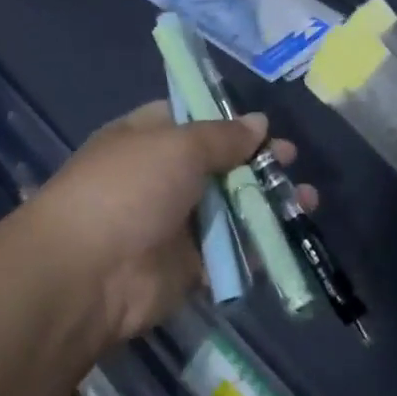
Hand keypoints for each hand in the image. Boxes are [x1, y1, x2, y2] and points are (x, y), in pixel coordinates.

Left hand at [23, 101, 314, 343]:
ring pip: (232, 209)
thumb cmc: (129, 190)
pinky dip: (260, 245)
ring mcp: (176, 224)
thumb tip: (259, 123)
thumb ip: (223, 137)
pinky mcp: (191, 266)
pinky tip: (291, 235)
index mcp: (147, 140)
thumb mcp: (177, 146)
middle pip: (219, 166)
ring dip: (268, 204)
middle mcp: (161, 178)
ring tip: (307, 200)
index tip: (264, 126)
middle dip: (257, 163)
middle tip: (292, 161)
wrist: (89, 274)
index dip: (228, 121)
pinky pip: (232, 251)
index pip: (191, 121)